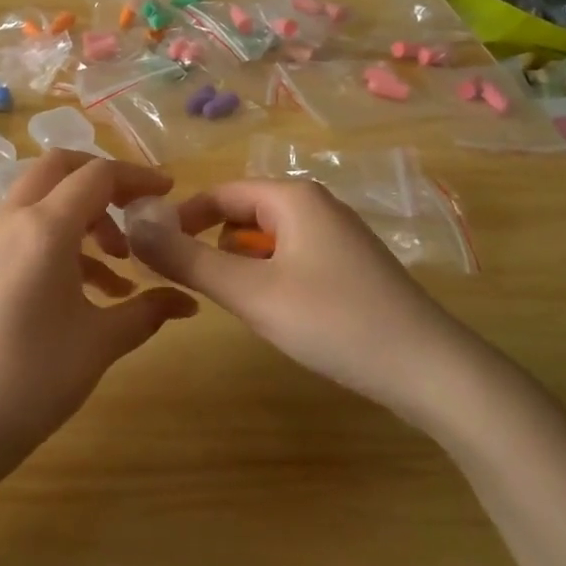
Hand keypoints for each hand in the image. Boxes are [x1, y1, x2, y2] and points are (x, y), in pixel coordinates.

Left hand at [0, 150, 198, 468]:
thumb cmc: (33, 378)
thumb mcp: (100, 342)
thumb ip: (147, 311)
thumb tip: (187, 302)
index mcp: (44, 227)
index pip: (97, 175)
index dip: (137, 177)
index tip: (169, 192)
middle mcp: (12, 219)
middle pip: (59, 168)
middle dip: (103, 180)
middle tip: (138, 210)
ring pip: (43, 197)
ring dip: (85, 214)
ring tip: (123, 264)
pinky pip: (28, 228)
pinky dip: (63, 238)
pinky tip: (94, 288)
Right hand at [126, 179, 489, 427]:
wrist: (432, 371)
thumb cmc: (335, 322)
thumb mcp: (250, 292)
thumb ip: (188, 259)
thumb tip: (133, 225)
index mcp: (293, 197)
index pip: (218, 194)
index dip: (180, 219)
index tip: (153, 253)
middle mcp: (316, 206)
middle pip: (242, 214)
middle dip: (211, 245)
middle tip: (191, 285)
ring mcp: (338, 237)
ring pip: (266, 240)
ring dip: (240, 265)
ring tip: (234, 304)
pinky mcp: (350, 267)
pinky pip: (291, 259)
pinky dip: (269, 277)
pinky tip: (277, 313)